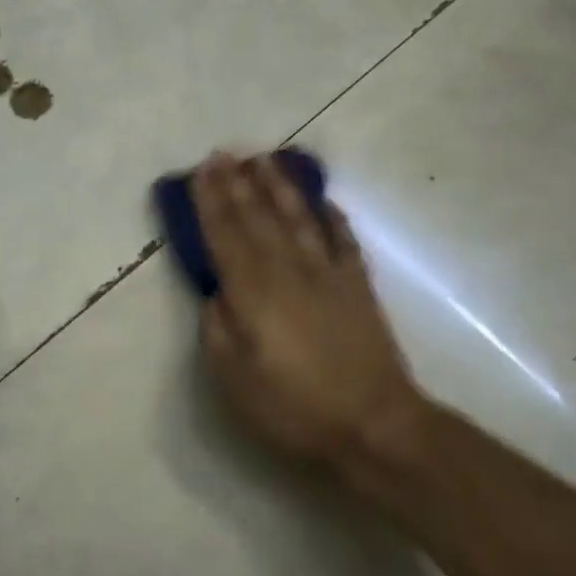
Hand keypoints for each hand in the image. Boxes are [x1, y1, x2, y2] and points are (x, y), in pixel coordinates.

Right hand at [193, 154, 421, 471]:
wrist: (373, 423)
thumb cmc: (295, 407)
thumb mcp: (235, 379)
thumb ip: (218, 329)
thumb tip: (216, 293)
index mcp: (253, 292)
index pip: (225, 235)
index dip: (211, 201)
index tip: (201, 170)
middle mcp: (288, 270)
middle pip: (258, 218)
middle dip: (238, 183)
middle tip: (224, 153)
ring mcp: (328, 273)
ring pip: (298, 218)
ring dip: (280, 187)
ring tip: (265, 160)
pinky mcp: (357, 285)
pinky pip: (342, 239)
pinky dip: (332, 217)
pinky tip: (324, 201)